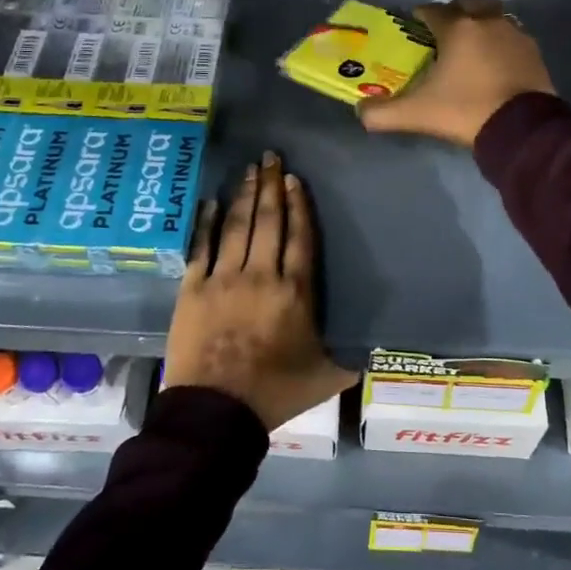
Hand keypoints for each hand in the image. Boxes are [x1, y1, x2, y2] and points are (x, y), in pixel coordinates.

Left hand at [164, 153, 355, 431]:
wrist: (216, 413)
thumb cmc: (275, 393)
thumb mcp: (327, 377)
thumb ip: (352, 356)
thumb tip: (378, 346)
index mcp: (296, 292)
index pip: (301, 237)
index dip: (299, 205)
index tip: (295, 179)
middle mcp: (260, 275)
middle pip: (269, 222)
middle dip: (271, 186)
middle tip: (271, 156)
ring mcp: (223, 279)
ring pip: (237, 226)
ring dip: (245, 195)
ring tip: (249, 169)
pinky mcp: (192, 288)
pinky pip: (201, 246)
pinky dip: (207, 221)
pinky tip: (211, 201)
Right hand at [359, 0, 555, 147]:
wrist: (522, 129)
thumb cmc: (465, 111)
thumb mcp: (417, 114)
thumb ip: (382, 113)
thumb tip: (360, 111)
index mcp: (457, 28)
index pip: (433, 10)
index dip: (420, 16)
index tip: (413, 27)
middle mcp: (487, 21)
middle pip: (468, 2)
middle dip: (455, 10)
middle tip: (444, 31)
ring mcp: (515, 34)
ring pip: (493, 16)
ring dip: (481, 23)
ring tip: (470, 46)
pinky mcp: (534, 52)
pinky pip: (512, 37)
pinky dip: (500, 42)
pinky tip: (495, 61)